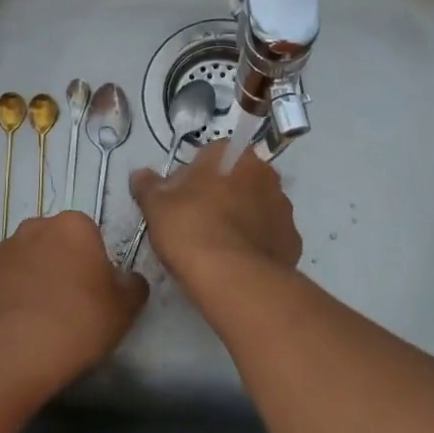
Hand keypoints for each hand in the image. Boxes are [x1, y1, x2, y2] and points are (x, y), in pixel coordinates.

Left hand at [0, 212, 147, 409]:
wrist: (10, 355)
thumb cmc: (77, 323)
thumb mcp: (125, 309)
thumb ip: (133, 286)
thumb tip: (128, 280)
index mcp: (73, 225)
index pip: (89, 235)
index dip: (94, 263)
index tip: (95, 292)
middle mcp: (34, 227)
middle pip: (54, 243)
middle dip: (61, 266)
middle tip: (70, 305)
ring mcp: (0, 250)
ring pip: (24, 261)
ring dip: (32, 280)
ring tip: (39, 320)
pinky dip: (6, 298)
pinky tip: (14, 327)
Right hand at [131, 142, 301, 298]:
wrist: (231, 277)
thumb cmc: (190, 228)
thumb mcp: (156, 206)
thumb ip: (148, 186)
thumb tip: (140, 175)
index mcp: (235, 156)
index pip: (213, 155)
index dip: (194, 175)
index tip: (181, 198)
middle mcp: (266, 174)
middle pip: (238, 179)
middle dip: (222, 195)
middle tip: (196, 221)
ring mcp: (284, 209)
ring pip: (257, 207)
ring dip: (241, 219)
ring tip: (217, 246)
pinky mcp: (293, 241)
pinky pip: (269, 236)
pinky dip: (256, 245)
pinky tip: (236, 261)